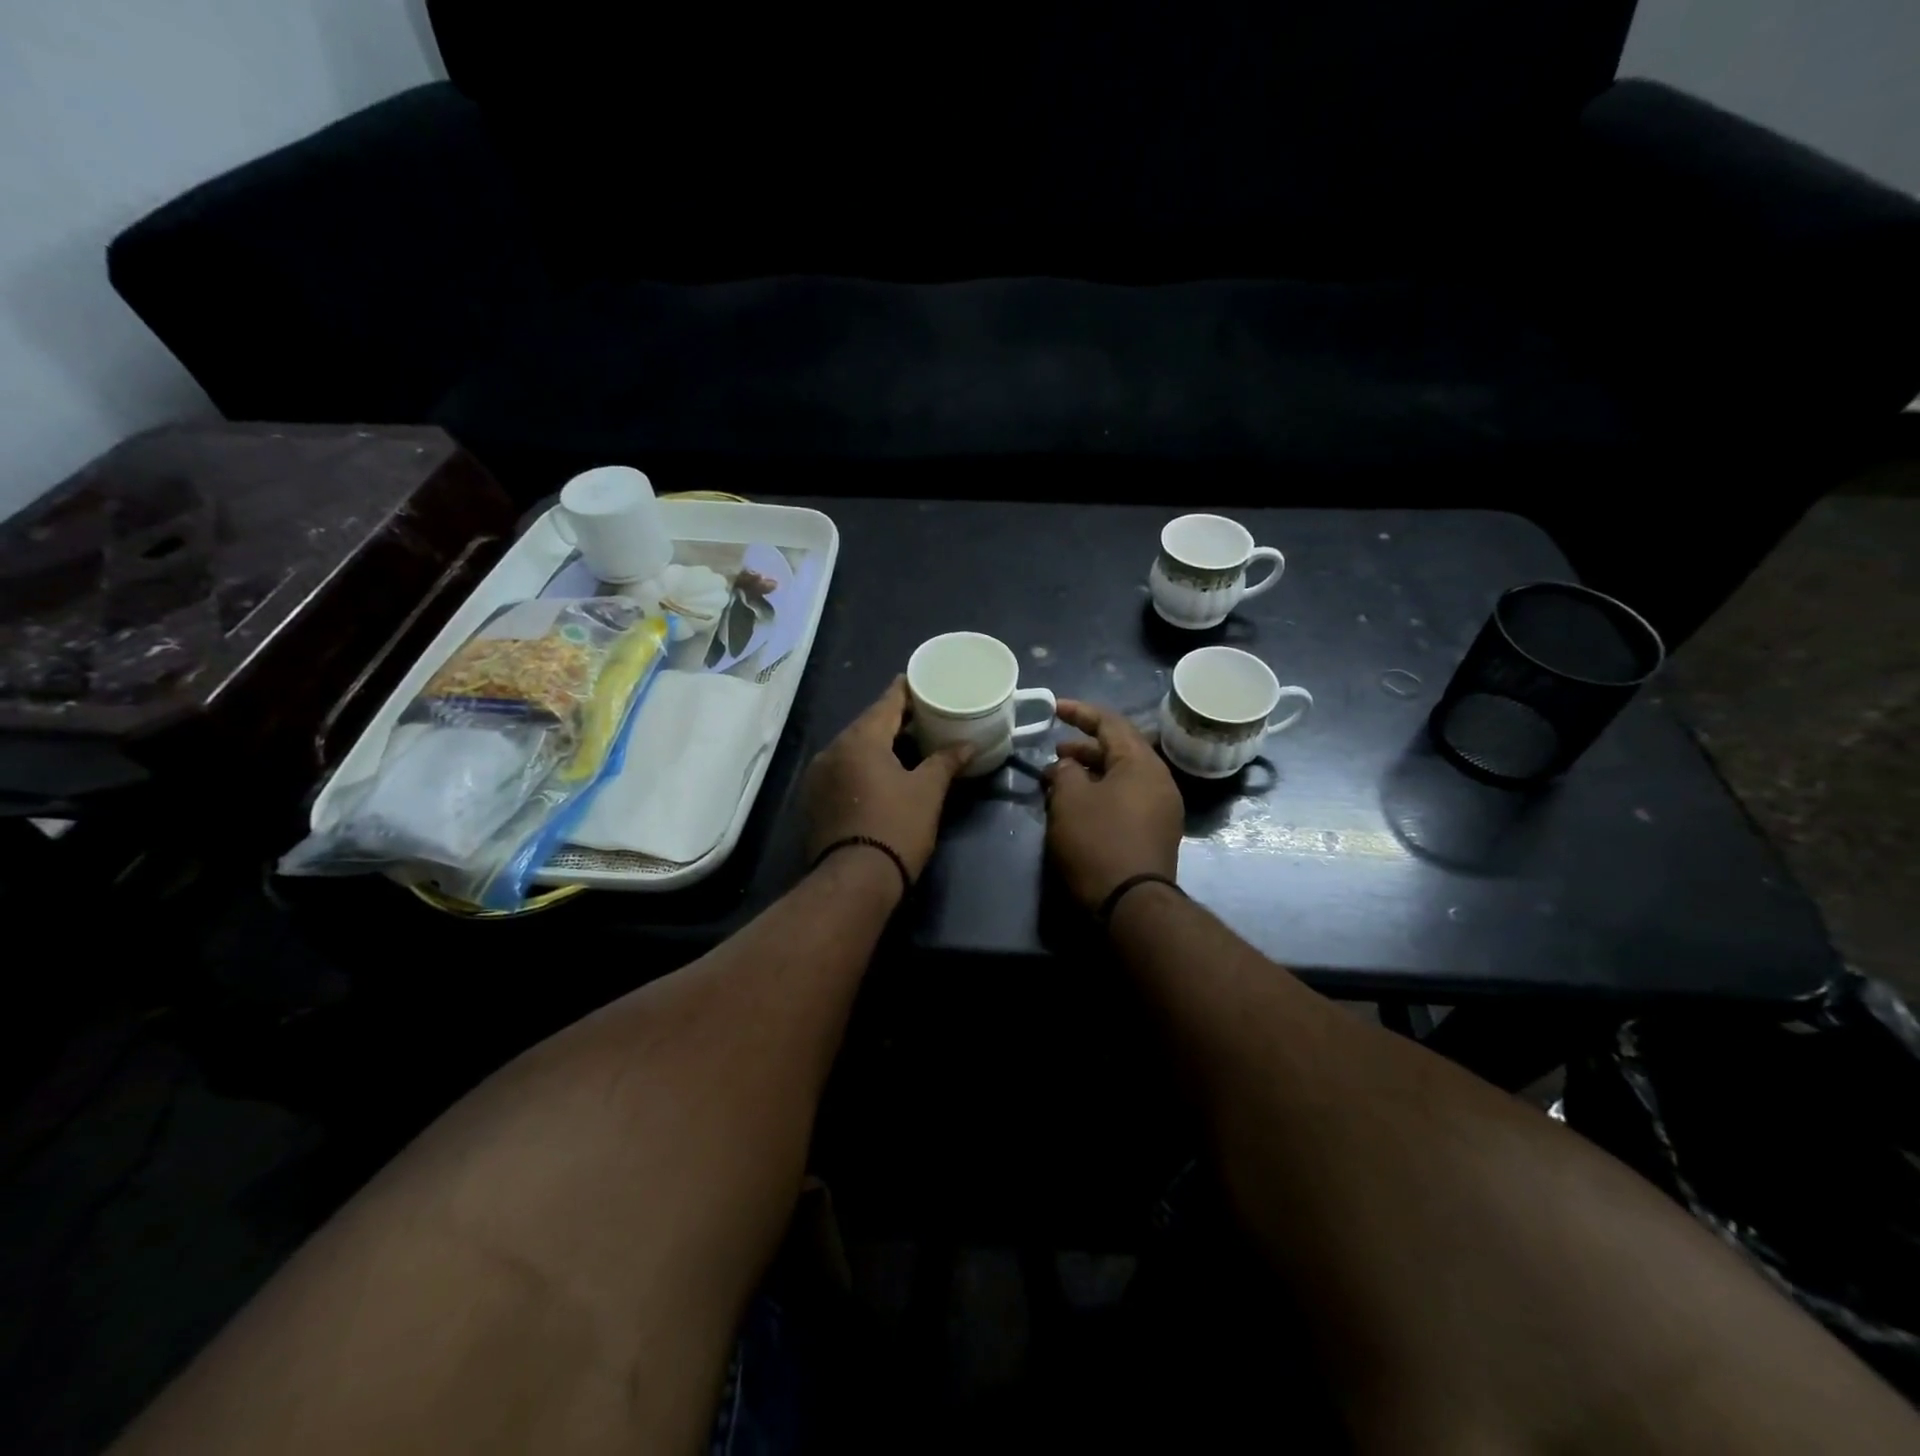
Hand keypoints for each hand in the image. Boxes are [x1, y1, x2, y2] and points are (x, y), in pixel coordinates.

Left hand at [803, 677, 972, 883]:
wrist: (854, 881)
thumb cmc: (896, 828)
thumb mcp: (927, 792)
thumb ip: (945, 761)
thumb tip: (967, 745)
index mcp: (860, 739)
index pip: (886, 702)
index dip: (906, 690)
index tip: (922, 682)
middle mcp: (832, 749)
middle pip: (867, 724)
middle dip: (894, 720)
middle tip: (923, 717)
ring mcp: (818, 776)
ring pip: (853, 748)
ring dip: (878, 744)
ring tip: (906, 746)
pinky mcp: (814, 800)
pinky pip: (842, 770)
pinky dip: (862, 766)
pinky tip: (881, 775)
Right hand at [1043, 699, 1184, 909]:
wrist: (1131, 904)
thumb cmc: (1098, 842)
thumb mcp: (1070, 799)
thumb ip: (1066, 772)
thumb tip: (1069, 767)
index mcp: (1142, 763)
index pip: (1110, 723)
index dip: (1080, 712)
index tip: (1054, 707)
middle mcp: (1159, 780)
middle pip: (1119, 750)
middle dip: (1083, 748)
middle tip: (1054, 754)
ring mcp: (1161, 808)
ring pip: (1122, 777)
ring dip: (1090, 774)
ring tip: (1059, 783)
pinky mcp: (1156, 833)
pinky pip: (1127, 799)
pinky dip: (1101, 794)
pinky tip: (1078, 807)